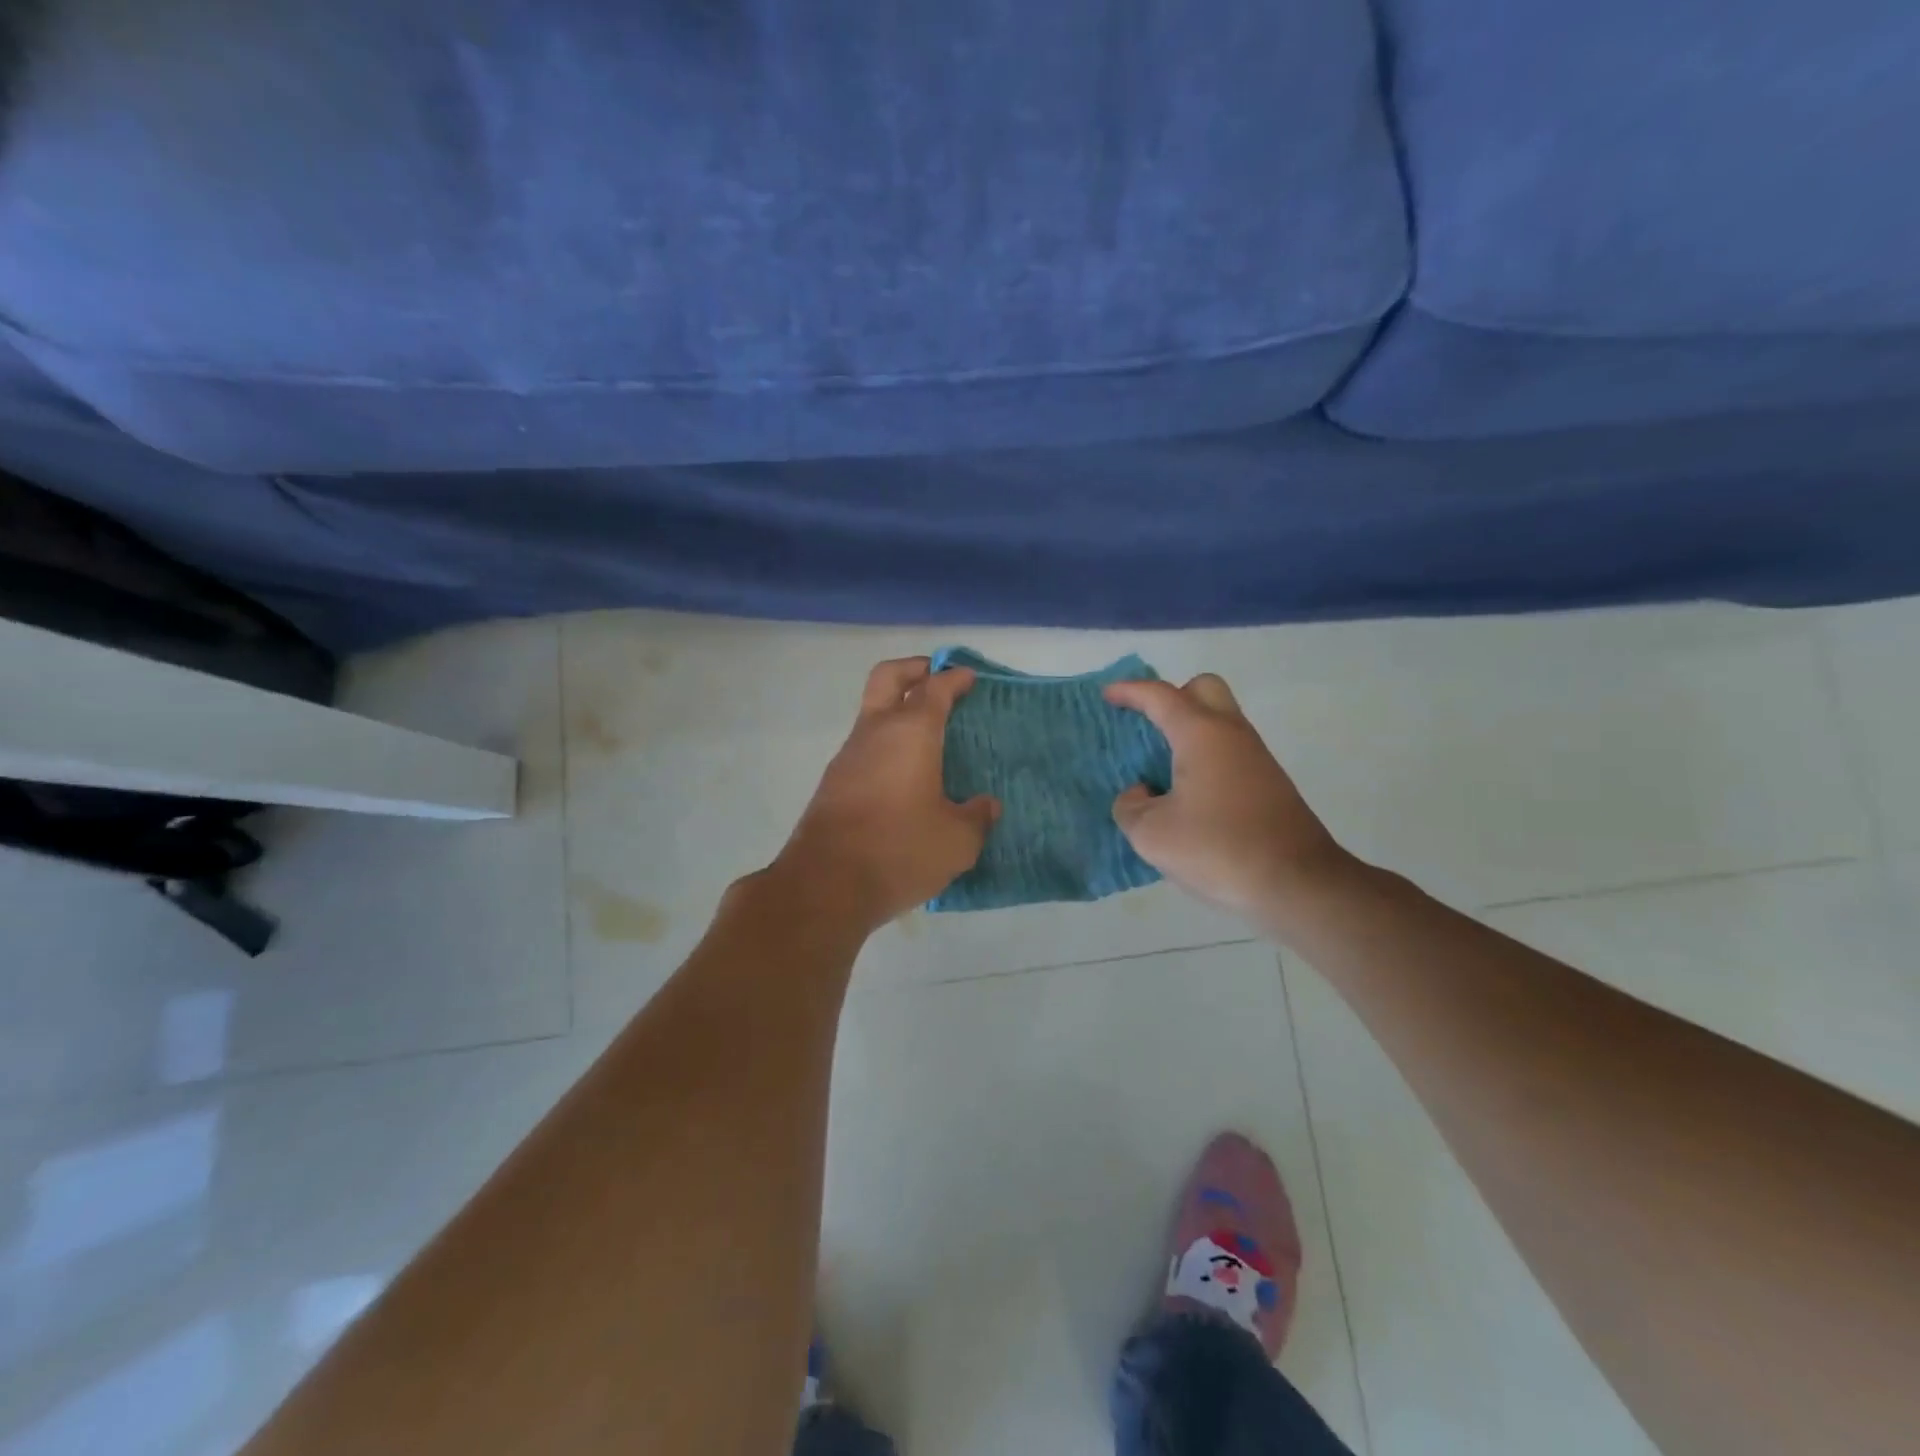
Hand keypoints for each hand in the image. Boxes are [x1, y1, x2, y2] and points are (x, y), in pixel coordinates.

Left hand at [772, 657, 998, 932]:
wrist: (825, 885)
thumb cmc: (900, 850)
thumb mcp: (957, 841)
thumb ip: (977, 817)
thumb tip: (986, 805)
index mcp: (911, 732)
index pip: (934, 688)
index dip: (954, 678)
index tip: (969, 677)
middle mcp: (875, 732)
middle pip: (888, 678)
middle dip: (914, 670)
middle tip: (936, 678)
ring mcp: (848, 756)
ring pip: (872, 713)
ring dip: (897, 711)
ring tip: (928, 737)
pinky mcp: (833, 783)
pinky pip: (865, 747)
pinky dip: (886, 745)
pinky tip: (905, 776)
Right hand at [1103, 673, 1355, 923]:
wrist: (1298, 884)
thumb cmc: (1218, 849)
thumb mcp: (1152, 835)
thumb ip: (1130, 807)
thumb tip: (1140, 794)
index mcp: (1201, 734)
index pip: (1160, 696)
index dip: (1130, 691)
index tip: (1107, 696)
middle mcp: (1232, 735)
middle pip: (1203, 689)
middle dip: (1172, 697)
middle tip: (1147, 726)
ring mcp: (1256, 759)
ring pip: (1219, 722)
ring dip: (1188, 731)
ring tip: (1159, 767)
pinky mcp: (1269, 785)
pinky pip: (1229, 752)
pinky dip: (1204, 758)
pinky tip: (1186, 795)